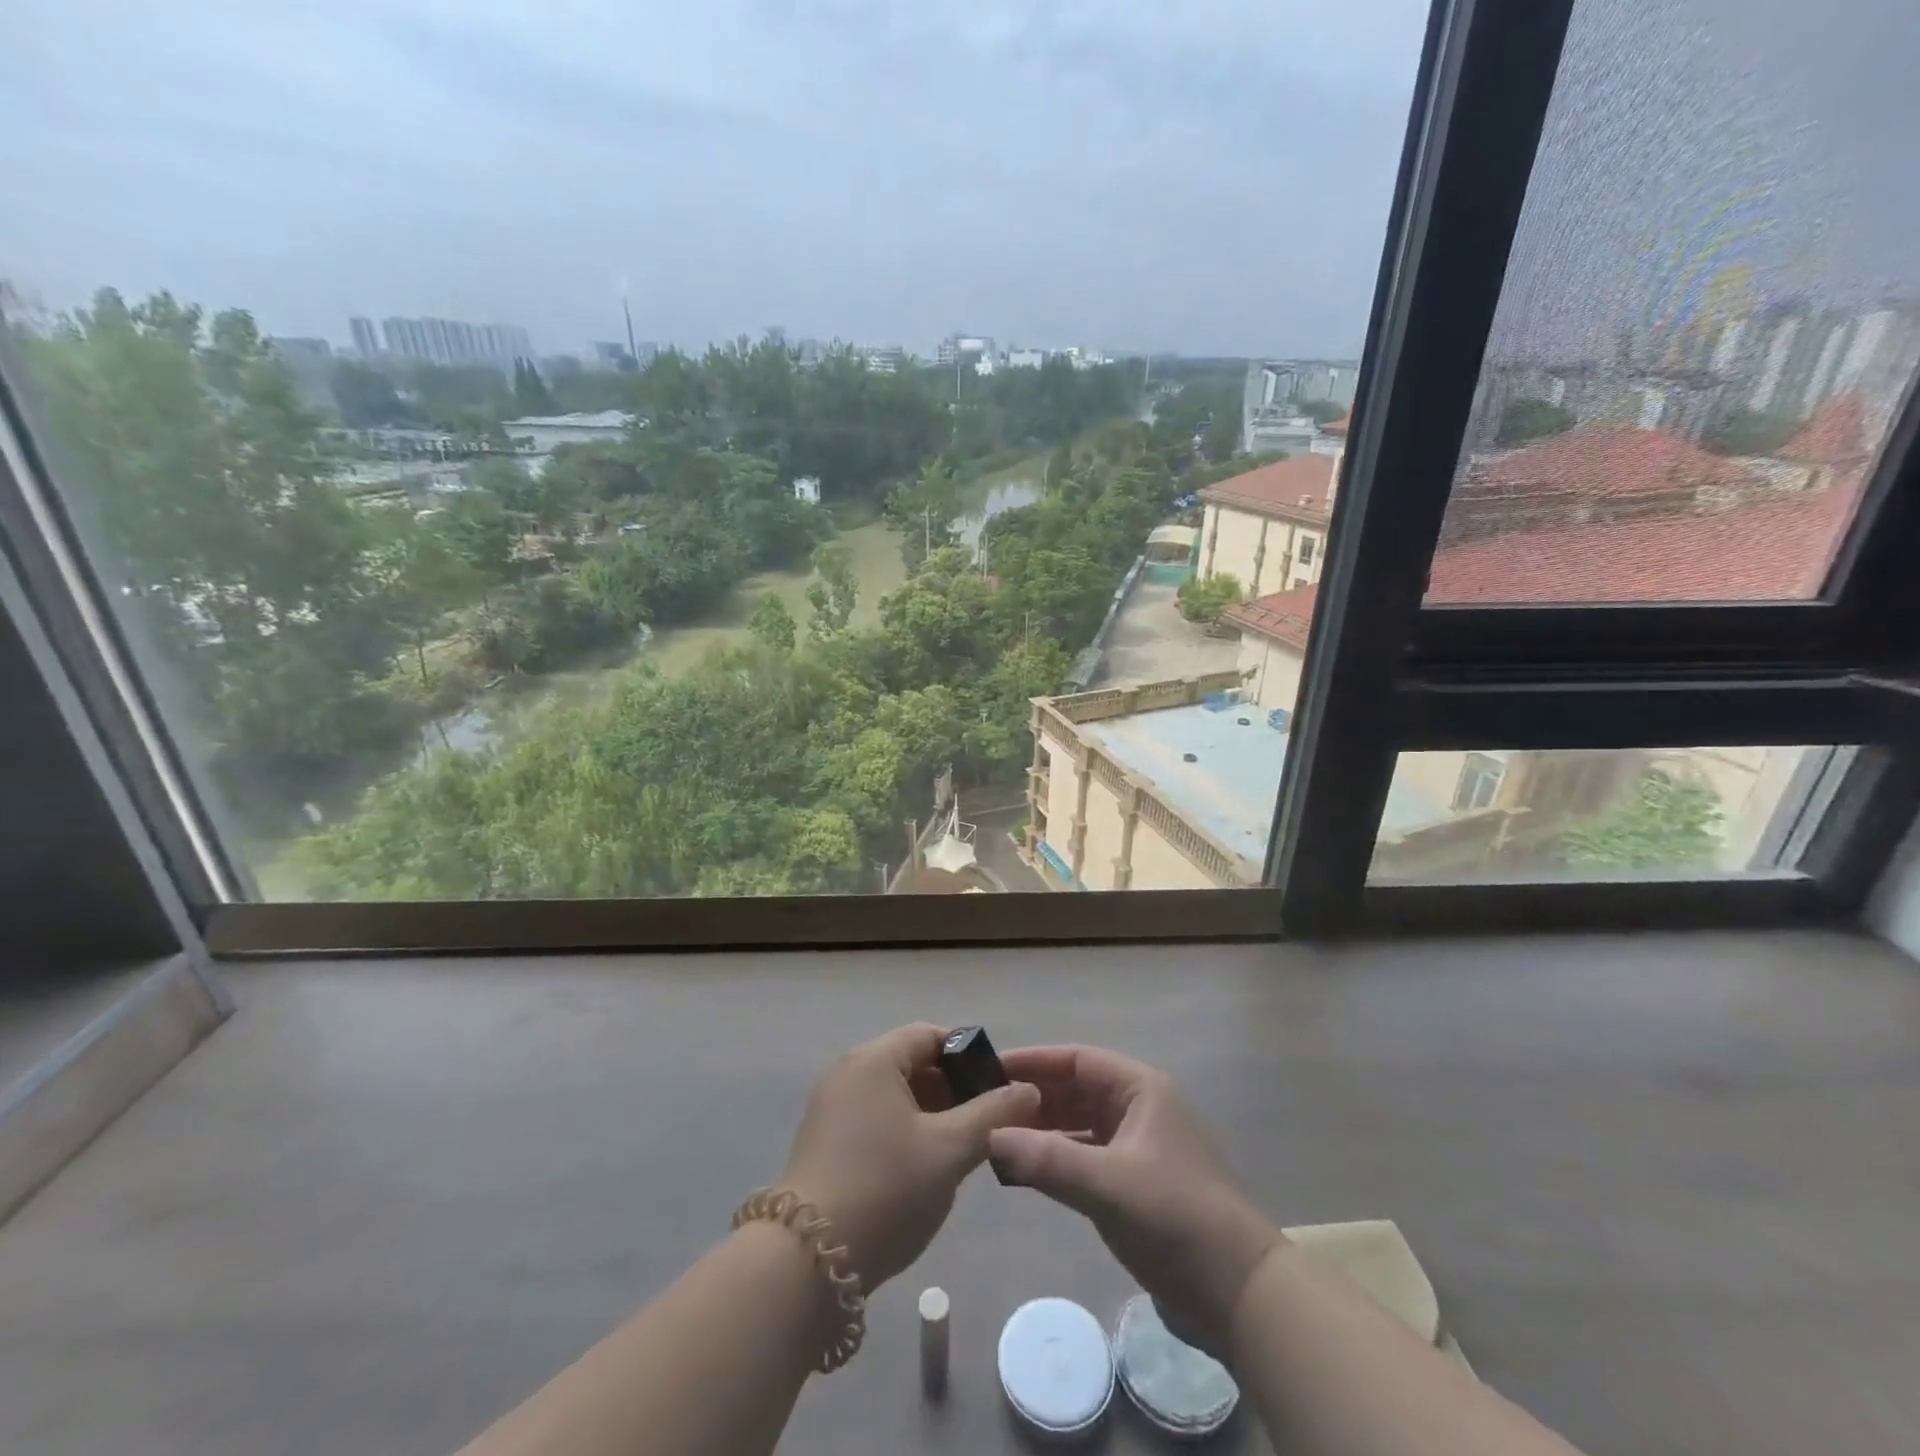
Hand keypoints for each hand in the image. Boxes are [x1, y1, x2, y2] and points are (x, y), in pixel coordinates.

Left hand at [781, 1023, 1039, 1291]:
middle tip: (984, 1121)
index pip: (928, 1035)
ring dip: (928, 1112)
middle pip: (908, 1062)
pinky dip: (901, 1130)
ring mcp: (829, 1108)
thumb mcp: (950, 1150)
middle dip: (950, 1087)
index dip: (967, 1054)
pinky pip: (872, 1118)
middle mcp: (846, 1072)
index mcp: (873, 1059)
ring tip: (960, 1147)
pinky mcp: (822, 1142)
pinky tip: (921, 1167)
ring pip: (891, 1094)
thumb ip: (992, 1114)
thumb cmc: (886, 1189)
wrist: (808, 1262)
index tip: (997, 1084)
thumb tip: (1028, 1090)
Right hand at [988, 1045, 1282, 1358]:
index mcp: (1140, 1089)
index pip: (1077, 1059)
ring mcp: (1137, 1147)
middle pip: (1076, 1089)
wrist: (1239, 1294)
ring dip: (1041, 1130)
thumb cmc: (1175, 1217)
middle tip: (985, 1107)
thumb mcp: (1108, 1184)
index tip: (990, 1069)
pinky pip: (1084, 1156)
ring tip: (996, 1137)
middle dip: (1033, 1097)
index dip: (1034, 1061)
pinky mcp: (1134, 1183)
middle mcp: (1138, 1108)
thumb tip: (989, 1137)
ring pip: (1078, 1124)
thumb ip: (1046, 1159)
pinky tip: (1024, 1171)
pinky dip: (1056, 1159)